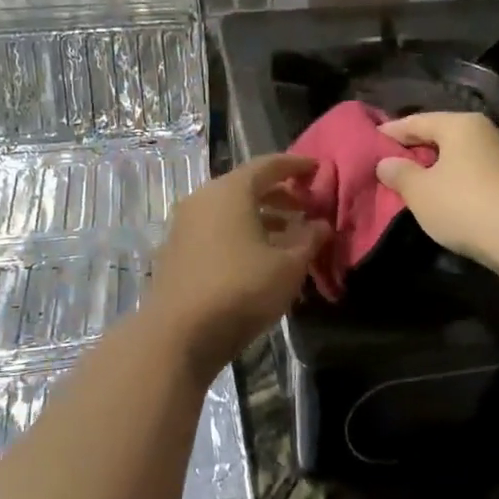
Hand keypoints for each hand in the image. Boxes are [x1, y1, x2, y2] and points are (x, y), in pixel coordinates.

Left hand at [145, 154, 324, 379]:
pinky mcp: (176, 251)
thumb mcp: (288, 266)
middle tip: (307, 207)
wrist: (179, 334)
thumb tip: (321, 225)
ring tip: (290, 235)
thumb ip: (309, 239)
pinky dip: (241, 234)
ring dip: (262, 217)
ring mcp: (185, 226)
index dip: (296, 166)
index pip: (268, 165)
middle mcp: (203, 199)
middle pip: (247, 187)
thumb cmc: (241, 289)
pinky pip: (216, 230)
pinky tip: (260, 257)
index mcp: (230, 191)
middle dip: (280, 194)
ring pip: (230, 211)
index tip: (318, 169)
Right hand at [375, 112, 498, 270]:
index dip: (392, 131)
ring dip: (439, 169)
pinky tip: (446, 199)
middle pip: (443, 137)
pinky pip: (476, 177)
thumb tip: (386, 163)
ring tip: (416, 183)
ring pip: (461, 158)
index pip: (417, 121)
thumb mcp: (420, 191)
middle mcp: (487, 133)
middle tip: (391, 162)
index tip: (372, 140)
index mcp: (461, 125)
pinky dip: (458, 183)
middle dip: (417, 149)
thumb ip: (400, 173)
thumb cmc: (464, 205)